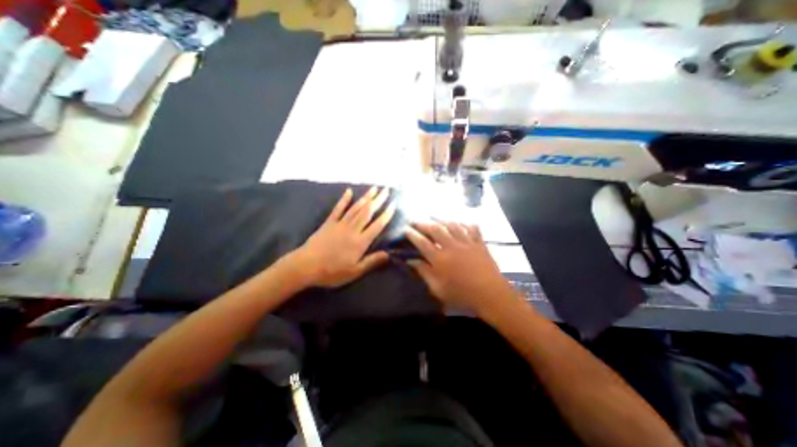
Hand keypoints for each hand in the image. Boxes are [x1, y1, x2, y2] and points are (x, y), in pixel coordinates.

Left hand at [291, 186, 394, 287]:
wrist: (306, 266)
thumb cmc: (332, 271)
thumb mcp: (354, 271)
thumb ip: (371, 261)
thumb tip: (389, 254)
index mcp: (360, 242)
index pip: (377, 225)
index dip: (386, 214)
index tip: (393, 204)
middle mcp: (352, 229)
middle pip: (368, 212)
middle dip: (378, 200)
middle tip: (386, 190)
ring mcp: (340, 224)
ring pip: (356, 208)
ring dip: (366, 197)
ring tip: (374, 188)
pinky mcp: (329, 223)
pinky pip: (338, 209)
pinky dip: (344, 199)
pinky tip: (349, 191)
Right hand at [407, 219, 513, 313]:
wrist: (490, 294)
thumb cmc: (462, 294)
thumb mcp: (438, 289)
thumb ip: (424, 273)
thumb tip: (412, 261)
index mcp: (439, 259)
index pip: (422, 243)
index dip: (413, 235)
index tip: (406, 229)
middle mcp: (451, 246)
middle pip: (436, 229)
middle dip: (424, 223)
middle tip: (416, 220)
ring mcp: (467, 243)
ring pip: (453, 225)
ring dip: (442, 219)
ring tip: (435, 216)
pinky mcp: (479, 244)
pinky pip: (472, 229)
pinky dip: (466, 224)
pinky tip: (462, 222)